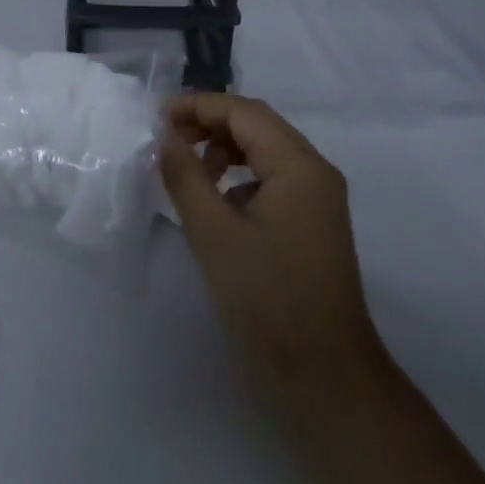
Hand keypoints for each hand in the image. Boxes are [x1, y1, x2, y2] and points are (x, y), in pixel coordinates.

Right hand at [159, 93, 386, 396]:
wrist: (326, 377)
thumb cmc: (268, 300)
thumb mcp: (214, 234)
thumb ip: (185, 177)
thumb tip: (164, 137)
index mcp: (299, 165)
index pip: (244, 112)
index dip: (198, 106)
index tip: (157, 118)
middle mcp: (315, 170)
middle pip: (257, 125)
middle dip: (210, 124)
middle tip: (168, 141)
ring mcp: (319, 197)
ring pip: (265, 150)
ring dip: (224, 150)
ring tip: (191, 173)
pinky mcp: (314, 221)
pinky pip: (273, 178)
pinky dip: (241, 177)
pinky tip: (219, 205)